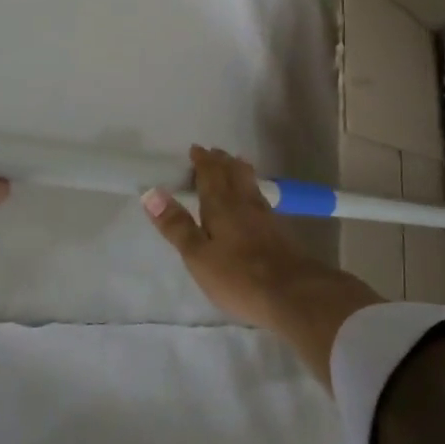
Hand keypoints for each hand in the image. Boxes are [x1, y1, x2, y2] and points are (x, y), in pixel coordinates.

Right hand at [139, 147, 323, 327]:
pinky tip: (252, 200)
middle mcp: (244, 203)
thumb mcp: (198, 256)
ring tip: (233, 165)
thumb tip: (151, 193)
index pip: (210, 174)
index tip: (195, 149)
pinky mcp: (278, 231)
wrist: (293, 294)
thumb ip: (176, 225)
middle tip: (213, 153)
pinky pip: (259, 197)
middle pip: (233, 173)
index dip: (202, 161)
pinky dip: (250, 188)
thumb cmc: (238, 276)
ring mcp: (265, 216)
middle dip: (221, 161)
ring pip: (249, 183)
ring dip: (238, 170)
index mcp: (221, 205)